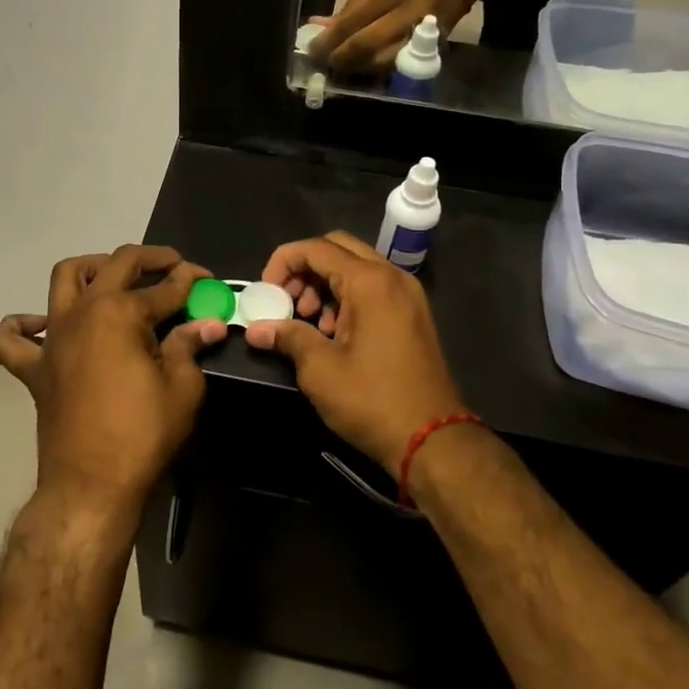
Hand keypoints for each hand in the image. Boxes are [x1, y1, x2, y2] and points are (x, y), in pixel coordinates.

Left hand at [0, 245, 226, 520]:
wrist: (90, 485)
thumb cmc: (142, 435)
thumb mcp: (182, 389)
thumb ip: (191, 347)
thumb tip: (208, 323)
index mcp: (121, 313)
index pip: (165, 287)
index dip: (192, 281)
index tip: (208, 280)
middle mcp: (83, 311)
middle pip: (117, 265)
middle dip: (150, 259)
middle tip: (172, 266)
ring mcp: (53, 337)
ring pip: (64, 279)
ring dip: (90, 268)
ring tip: (112, 277)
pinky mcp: (34, 367)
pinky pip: (13, 339)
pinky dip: (22, 326)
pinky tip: (39, 325)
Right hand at [243, 231, 465, 468]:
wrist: (433, 440)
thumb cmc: (372, 400)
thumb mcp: (320, 369)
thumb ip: (287, 337)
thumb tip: (254, 329)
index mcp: (370, 281)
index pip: (316, 248)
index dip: (283, 262)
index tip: (265, 292)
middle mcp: (392, 277)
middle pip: (338, 249)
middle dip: (304, 270)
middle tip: (286, 302)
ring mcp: (407, 294)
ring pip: (356, 268)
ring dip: (324, 285)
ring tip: (308, 322)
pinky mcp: (413, 315)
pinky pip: (373, 288)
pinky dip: (346, 298)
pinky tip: (333, 333)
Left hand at [309, 0, 471, 71]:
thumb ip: (347, 6)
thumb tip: (319, 26)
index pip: (352, 21)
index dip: (329, 40)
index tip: (312, 49)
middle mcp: (406, 13)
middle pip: (366, 45)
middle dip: (341, 58)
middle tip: (325, 62)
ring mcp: (421, 33)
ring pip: (382, 61)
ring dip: (357, 68)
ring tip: (342, 66)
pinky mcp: (431, 47)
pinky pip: (398, 65)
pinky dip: (376, 69)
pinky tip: (363, 67)